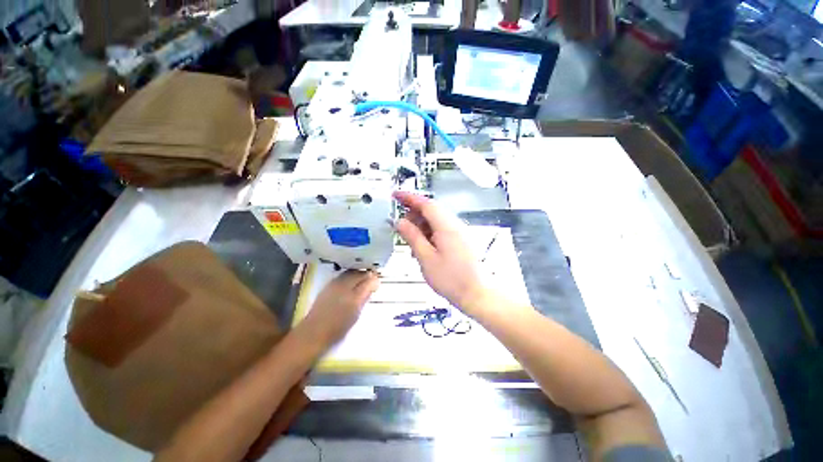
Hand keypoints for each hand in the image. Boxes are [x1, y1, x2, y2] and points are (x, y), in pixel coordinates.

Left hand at [299, 270, 378, 347]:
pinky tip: (350, 283)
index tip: (377, 284)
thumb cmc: (337, 328)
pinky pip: (342, 276)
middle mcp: (344, 286)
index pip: (368, 281)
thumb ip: (364, 298)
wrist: (314, 333)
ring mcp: (334, 284)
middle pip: (359, 273)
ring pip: (350, 272)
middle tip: (371, 281)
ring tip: (362, 281)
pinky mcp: (328, 286)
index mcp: (353, 296)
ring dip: (358, 274)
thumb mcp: (356, 315)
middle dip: (366, 275)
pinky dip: (349, 276)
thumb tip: (372, 287)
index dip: (374, 280)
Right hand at [393, 191, 486, 314]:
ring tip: (410, 239)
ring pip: (436, 220)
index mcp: (446, 226)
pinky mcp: (460, 239)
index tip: (395, 195)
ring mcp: (459, 231)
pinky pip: (441, 229)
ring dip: (421, 225)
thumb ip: (412, 237)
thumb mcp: (426, 258)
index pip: (426, 203)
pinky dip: (429, 232)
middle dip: (414, 214)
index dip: (409, 197)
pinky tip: (423, 246)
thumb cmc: (451, 279)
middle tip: (400, 225)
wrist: (476, 293)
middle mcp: (455, 224)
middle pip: (431, 210)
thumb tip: (400, 222)